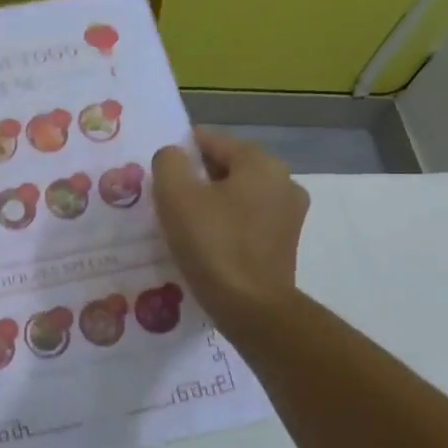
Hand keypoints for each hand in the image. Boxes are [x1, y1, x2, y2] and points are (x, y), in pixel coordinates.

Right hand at [151, 128, 309, 322]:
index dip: (181, 150)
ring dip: (211, 201)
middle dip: (197, 177)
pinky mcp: (284, 243)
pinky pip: (247, 220)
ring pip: (238, 194)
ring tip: (181, 221)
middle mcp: (283, 181)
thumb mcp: (175, 195)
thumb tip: (174, 156)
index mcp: (261, 163)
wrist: (250, 307)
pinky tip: (204, 241)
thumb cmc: (212, 243)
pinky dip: (225, 223)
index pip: (213, 140)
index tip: (158, 170)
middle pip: (228, 167)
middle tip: (165, 197)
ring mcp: (289, 214)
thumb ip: (169, 163)